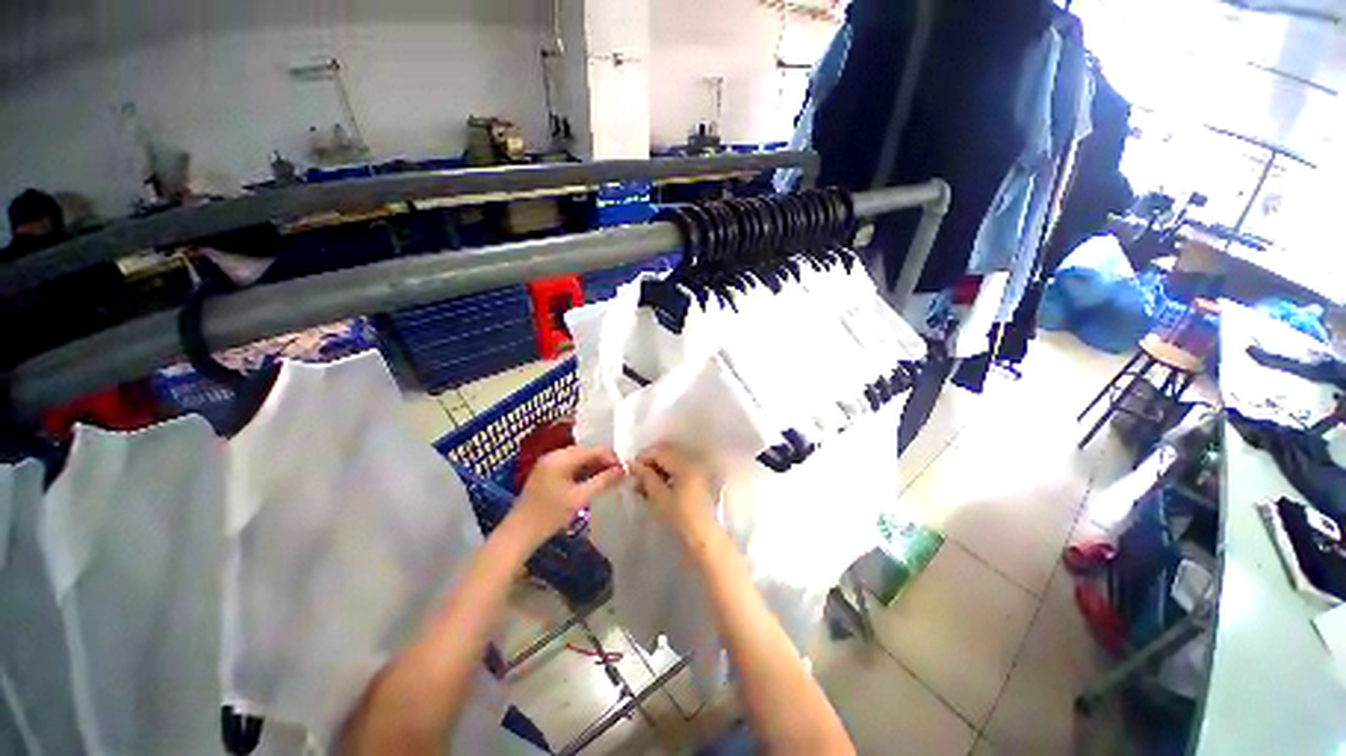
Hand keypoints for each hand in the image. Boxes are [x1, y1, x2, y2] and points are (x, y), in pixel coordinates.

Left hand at [511, 447, 624, 545]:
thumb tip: (623, 470)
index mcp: (561, 458)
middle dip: (603, 461)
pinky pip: (569, 465)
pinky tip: (591, 481)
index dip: (611, 458)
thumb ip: (603, 481)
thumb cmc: (549, 515)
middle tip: (618, 475)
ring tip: (608, 479)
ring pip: (578, 459)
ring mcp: (548, 463)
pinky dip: (582, 471)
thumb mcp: (580, 498)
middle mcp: (554, 455)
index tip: (625, 470)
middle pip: (585, 452)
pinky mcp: (545, 473)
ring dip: (593, 466)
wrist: (518, 534)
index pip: (593, 450)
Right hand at [629, 445, 715, 543]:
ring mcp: (697, 472)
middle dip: (650, 463)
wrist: (703, 538)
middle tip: (636, 477)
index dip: (643, 457)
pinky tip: (656, 489)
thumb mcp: (659, 497)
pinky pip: (678, 471)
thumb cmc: (680, 518)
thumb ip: (646, 477)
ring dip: (657, 470)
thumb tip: (633, 464)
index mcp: (684, 465)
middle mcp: (693, 464)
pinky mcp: (697, 482)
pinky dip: (666, 476)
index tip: (630, 468)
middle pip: (667, 455)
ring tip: (644, 486)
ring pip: (672, 463)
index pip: (660, 451)